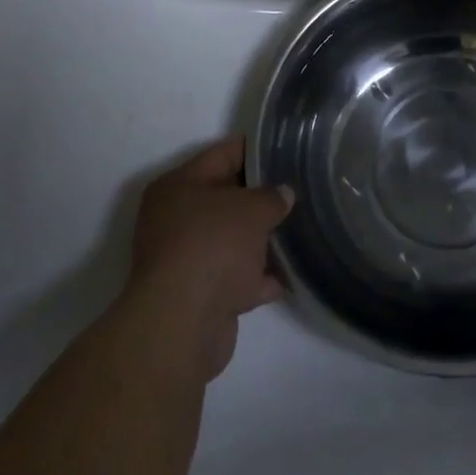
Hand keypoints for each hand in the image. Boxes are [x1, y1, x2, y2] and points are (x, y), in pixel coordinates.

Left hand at [124, 136, 292, 380]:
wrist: (183, 325)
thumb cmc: (213, 246)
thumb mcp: (252, 209)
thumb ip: (272, 196)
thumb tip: (283, 194)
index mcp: (178, 186)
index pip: (222, 154)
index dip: (256, 150)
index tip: (286, 149)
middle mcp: (175, 218)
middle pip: (226, 198)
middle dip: (261, 197)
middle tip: (298, 189)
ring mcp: (185, 259)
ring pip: (231, 239)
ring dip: (261, 239)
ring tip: (300, 229)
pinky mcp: (197, 295)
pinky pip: (234, 276)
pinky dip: (258, 276)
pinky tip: (289, 274)